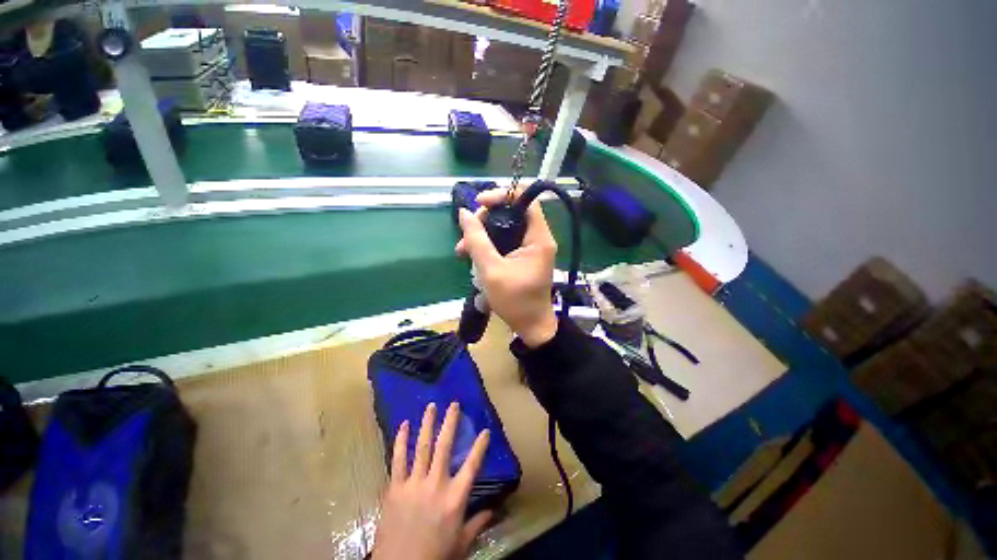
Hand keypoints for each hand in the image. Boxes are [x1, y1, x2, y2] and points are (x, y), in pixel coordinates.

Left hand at [373, 402, 492, 559]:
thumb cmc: (435, 556)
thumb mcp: (461, 544)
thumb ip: (477, 524)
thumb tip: (494, 510)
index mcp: (455, 498)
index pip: (472, 466)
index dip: (480, 446)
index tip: (485, 430)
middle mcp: (436, 484)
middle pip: (445, 446)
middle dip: (450, 422)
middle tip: (453, 404)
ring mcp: (414, 484)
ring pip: (422, 447)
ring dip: (427, 424)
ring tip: (431, 406)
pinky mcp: (395, 488)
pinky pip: (398, 459)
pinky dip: (401, 441)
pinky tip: (403, 425)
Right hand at [455, 189, 558, 347]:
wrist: (531, 326)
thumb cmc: (515, 301)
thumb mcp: (491, 270)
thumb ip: (477, 240)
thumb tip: (463, 213)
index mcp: (538, 238)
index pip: (526, 199)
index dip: (502, 195)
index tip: (479, 204)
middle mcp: (538, 238)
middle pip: (512, 212)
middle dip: (485, 219)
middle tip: (466, 234)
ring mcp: (531, 247)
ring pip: (505, 227)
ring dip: (483, 234)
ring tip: (462, 250)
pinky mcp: (524, 256)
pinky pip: (505, 241)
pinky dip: (488, 245)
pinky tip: (472, 256)